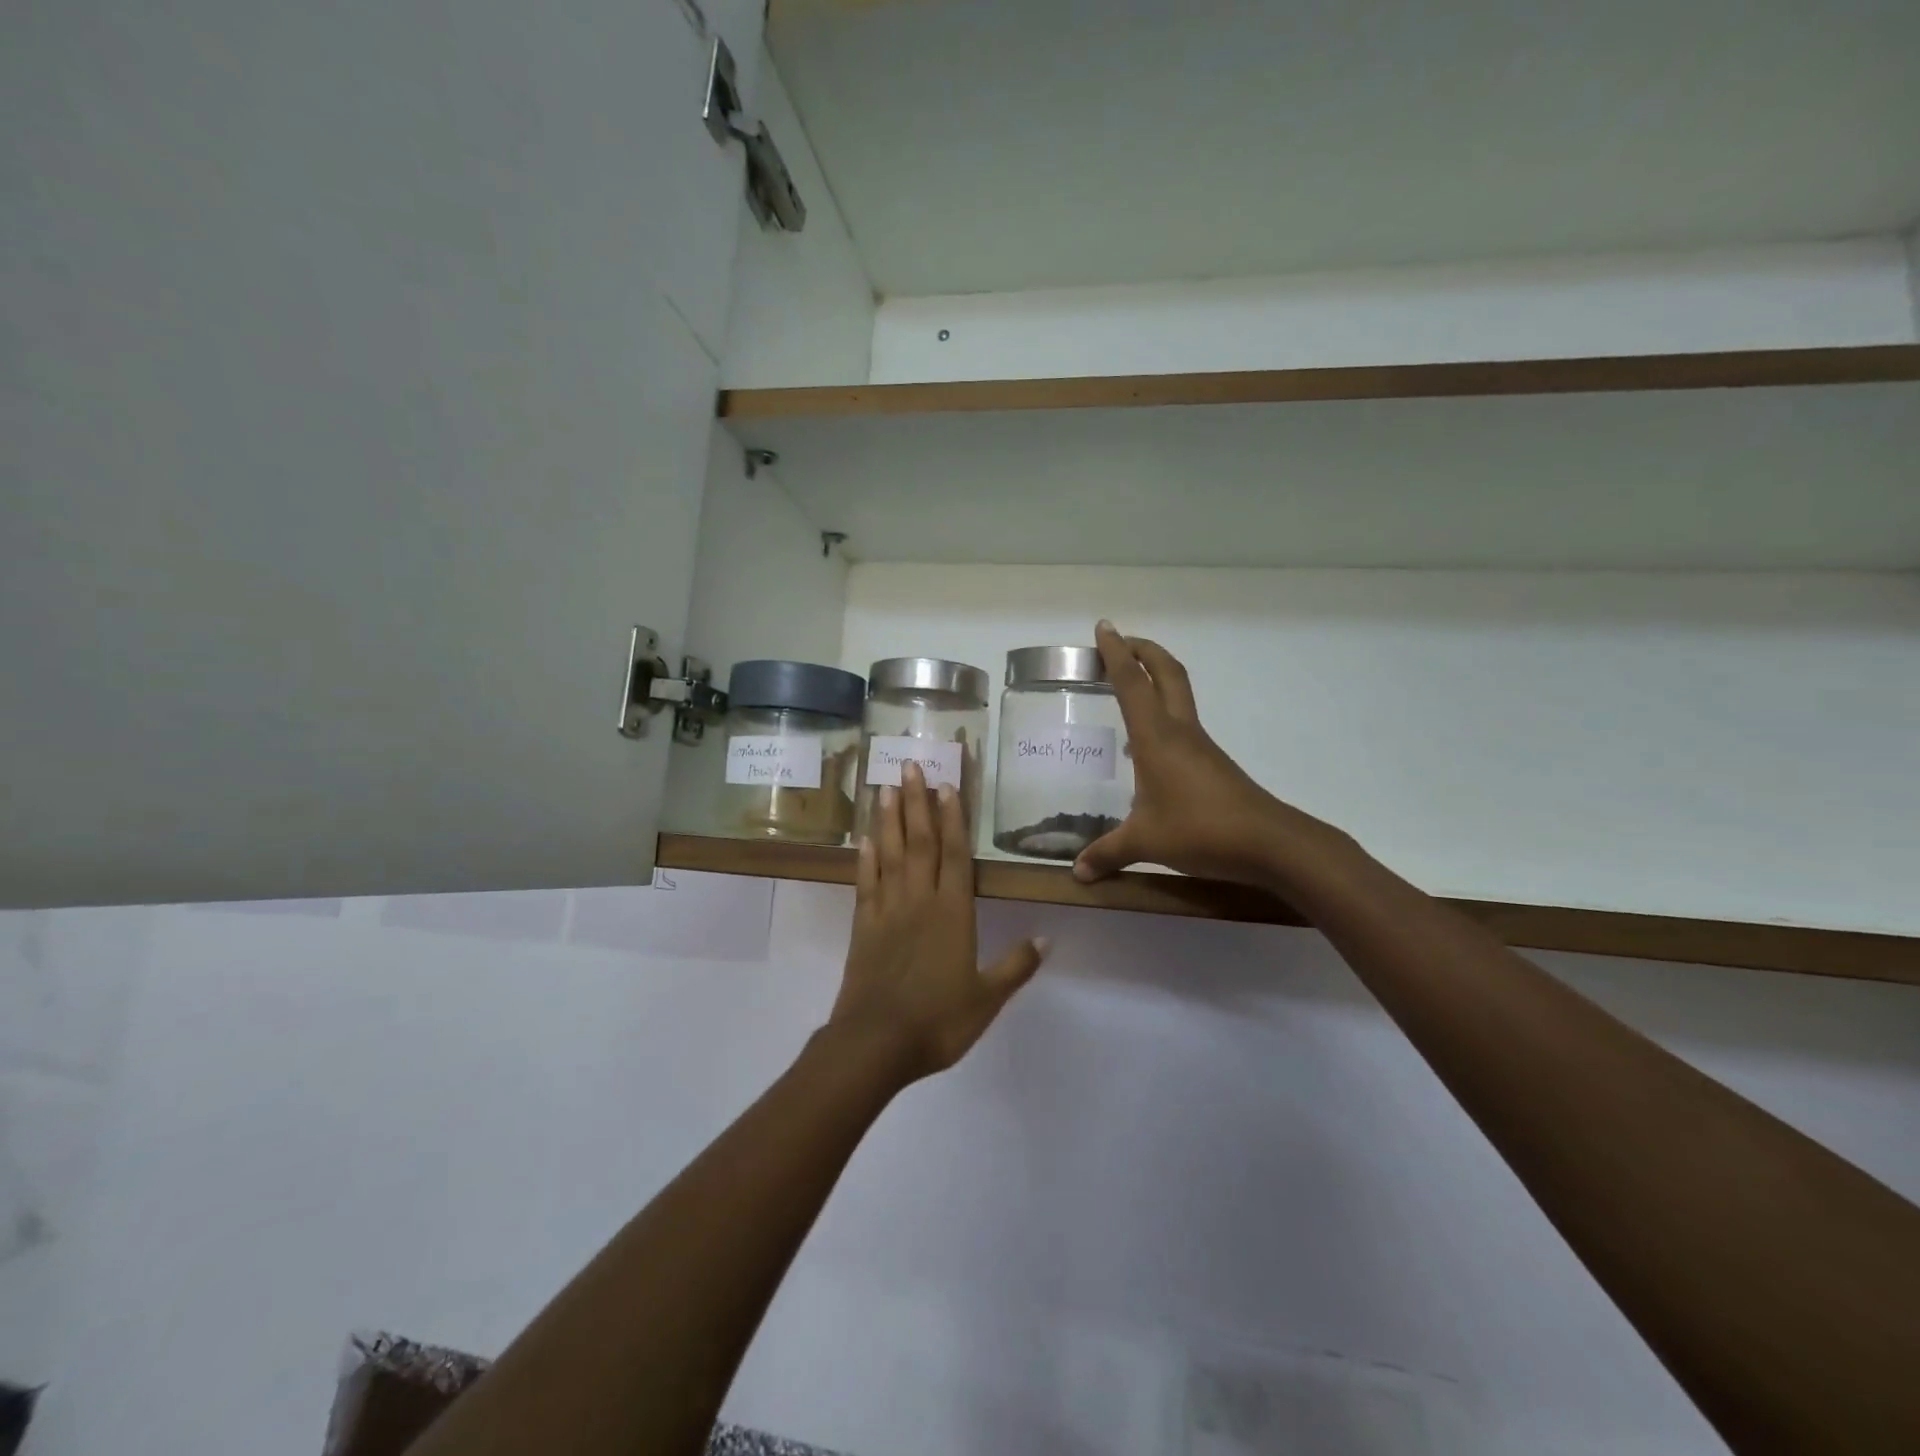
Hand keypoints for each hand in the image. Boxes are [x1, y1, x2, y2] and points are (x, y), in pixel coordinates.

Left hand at [829, 761, 1046, 1083]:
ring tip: (886, 786)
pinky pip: (866, 882)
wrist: (875, 1044)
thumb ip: (1015, 966)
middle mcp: (919, 901)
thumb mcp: (986, 998)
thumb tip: (1047, 939)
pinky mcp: (863, 926)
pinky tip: (866, 838)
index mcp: (952, 914)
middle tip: (911, 765)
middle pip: (920, 842)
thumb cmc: (938, 1021)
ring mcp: (888, 910)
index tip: (948, 785)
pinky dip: (866, 857)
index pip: (955, 855)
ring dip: (889, 819)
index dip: (953, 819)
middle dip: (917, 802)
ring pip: (890, 854)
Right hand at [1074, 621, 1346, 886]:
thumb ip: (1108, 854)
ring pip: (1178, 695)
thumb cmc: (1201, 831)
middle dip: (1143, 650)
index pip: (1131, 683)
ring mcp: (1200, 746)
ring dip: (1155, 679)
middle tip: (1120, 641)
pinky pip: (1182, 725)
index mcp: (1157, 738)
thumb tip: (1077, 873)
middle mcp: (1180, 731)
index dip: (1116, 653)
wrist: (1270, 843)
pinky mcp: (1212, 764)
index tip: (1104, 628)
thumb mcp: (1146, 842)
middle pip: (1166, 673)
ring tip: (1128, 687)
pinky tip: (1146, 746)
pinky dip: (1162, 715)